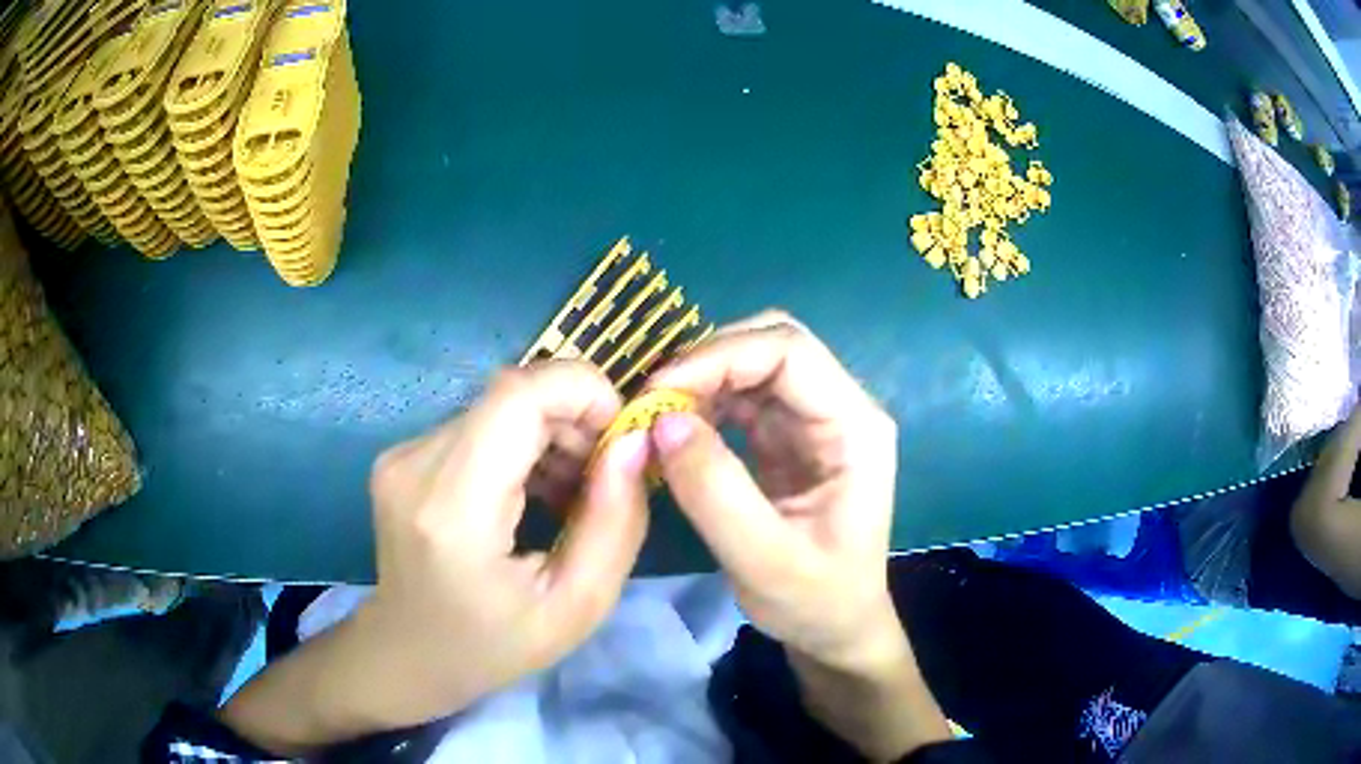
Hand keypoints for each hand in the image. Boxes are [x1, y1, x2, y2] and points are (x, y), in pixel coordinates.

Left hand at [223, 361, 650, 751]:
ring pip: (497, 405)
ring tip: (566, 493)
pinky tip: (530, 491)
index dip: (581, 391)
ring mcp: (402, 455)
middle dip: (573, 419)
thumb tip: (633, 442)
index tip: (620, 436)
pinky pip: (477, 423)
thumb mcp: (578, 606)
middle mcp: (416, 465)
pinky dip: (518, 443)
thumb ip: (615, 523)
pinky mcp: (402, 454)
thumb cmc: (493, 646)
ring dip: (548, 432)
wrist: (408, 653)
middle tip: (601, 478)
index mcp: (454, 508)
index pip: (517, 396)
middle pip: (511, 394)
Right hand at [645, 311, 947, 760]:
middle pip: (770, 344)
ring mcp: (813, 420)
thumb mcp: (764, 561)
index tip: (659, 392)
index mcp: (855, 426)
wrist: (835, 628)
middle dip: (706, 361)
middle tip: (650, 400)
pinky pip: (740, 398)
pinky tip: (672, 429)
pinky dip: (701, 403)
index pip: (790, 351)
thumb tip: (663, 421)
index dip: (720, 356)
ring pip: (751, 364)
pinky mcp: (786, 437)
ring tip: (652, 414)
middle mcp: (839, 408)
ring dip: (699, 380)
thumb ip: (716, 493)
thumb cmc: (815, 601)